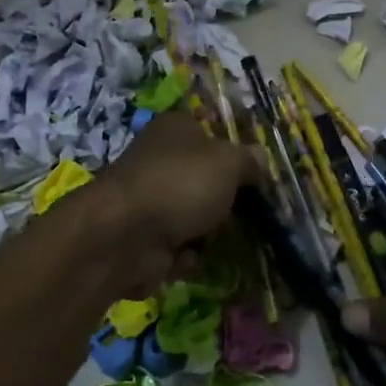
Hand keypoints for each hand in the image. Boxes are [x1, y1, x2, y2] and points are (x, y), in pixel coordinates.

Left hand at [87, 111, 263, 295]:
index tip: (254, 174)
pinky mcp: (142, 237)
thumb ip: (249, 160)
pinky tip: (187, 257)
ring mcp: (149, 199)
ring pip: (193, 215)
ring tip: (216, 238)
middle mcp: (159, 159)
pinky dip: (186, 255)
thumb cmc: (181, 185)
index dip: (233, 152)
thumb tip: (260, 159)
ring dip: (207, 232)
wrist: (124, 236)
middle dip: (224, 199)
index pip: (210, 131)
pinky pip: (177, 246)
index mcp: (176, 129)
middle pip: (204, 178)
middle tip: (246, 211)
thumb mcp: (229, 163)